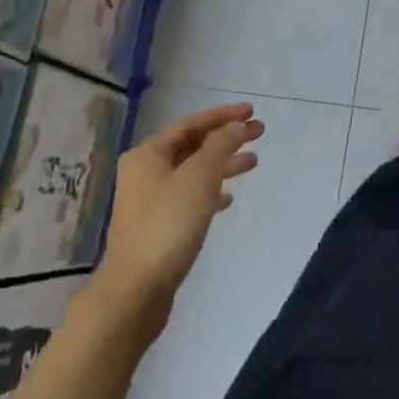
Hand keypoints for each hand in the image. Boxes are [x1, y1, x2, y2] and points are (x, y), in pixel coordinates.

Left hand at [89, 104, 263, 341]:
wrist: (138, 286)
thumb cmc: (169, 223)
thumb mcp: (199, 177)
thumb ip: (220, 146)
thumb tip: (236, 126)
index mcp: (148, 155)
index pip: (190, 125)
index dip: (222, 116)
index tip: (252, 112)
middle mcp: (145, 173)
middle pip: (192, 147)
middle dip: (226, 139)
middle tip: (260, 133)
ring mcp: (151, 201)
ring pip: (193, 172)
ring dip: (223, 165)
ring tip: (253, 163)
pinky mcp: (159, 226)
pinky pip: (190, 198)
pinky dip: (211, 192)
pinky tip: (229, 199)